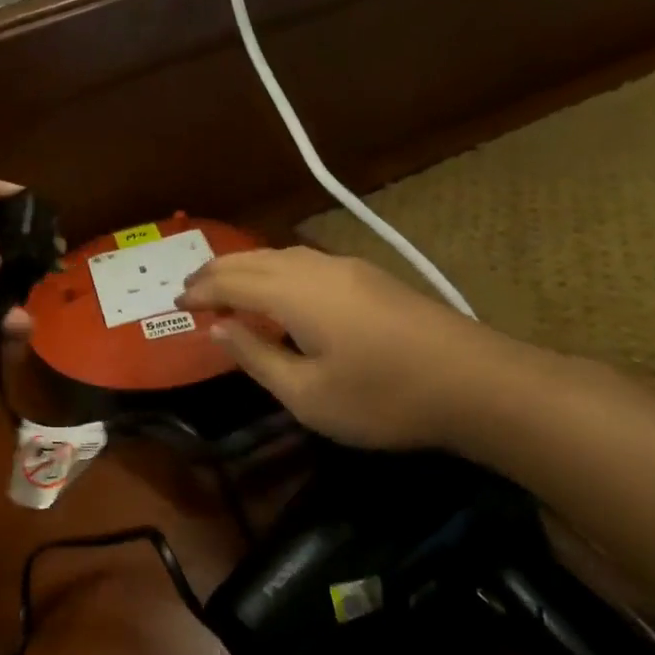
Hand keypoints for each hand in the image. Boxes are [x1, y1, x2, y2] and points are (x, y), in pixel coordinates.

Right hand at [177, 246, 518, 450]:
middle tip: (192, 289)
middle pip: (254, 259)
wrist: (479, 384)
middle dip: (218, 271)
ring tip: (230, 288)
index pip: (231, 280)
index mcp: (296, 293)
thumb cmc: (384, 397)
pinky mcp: (373, 278)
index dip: (200, 291)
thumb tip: (219, 329)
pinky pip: (307, 263)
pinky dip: (277, 272)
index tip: (176, 302)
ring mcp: (351, 269)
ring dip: (249, 268)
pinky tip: (282, 293)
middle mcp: (318, 268)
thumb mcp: (307, 395)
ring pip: (283, 256)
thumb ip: (258, 357)